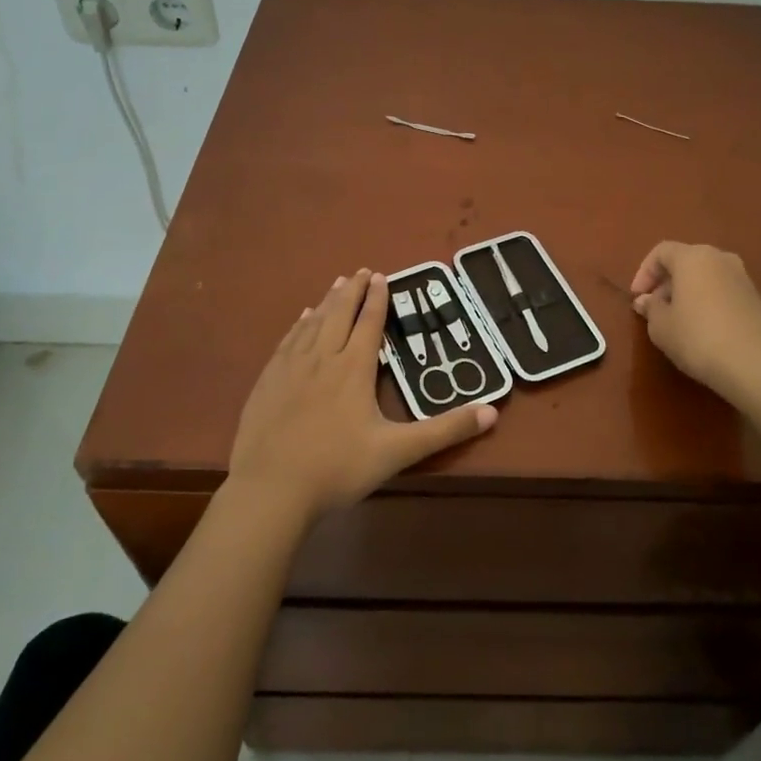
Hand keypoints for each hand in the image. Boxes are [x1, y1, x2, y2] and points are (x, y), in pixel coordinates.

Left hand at [228, 269, 496, 520]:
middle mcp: (322, 358)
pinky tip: (301, 319)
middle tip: (360, 271)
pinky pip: (287, 341)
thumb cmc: (337, 469)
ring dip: (327, 301)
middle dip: (352, 291)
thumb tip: (492, 412)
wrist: (271, 490)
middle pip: (339, 314)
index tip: (381, 276)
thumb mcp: (397, 452)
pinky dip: (299, 324)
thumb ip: (445, 431)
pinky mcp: (268, 382)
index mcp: (353, 369)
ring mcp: (291, 368)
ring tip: (336, 284)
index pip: (368, 324)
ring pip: (313, 324)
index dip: (377, 299)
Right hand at [631, 242, 760, 403]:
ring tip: (676, 321)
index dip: (644, 272)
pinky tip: (702, 329)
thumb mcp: (661, 327)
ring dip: (687, 293)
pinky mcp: (756, 299)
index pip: (661, 252)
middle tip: (654, 309)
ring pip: (705, 276)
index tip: (637, 298)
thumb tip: (647, 301)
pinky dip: (707, 302)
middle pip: (685, 261)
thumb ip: (651, 308)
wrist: (758, 364)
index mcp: (693, 257)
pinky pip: (722, 291)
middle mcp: (720, 258)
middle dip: (666, 283)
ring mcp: (742, 277)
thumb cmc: (699, 338)